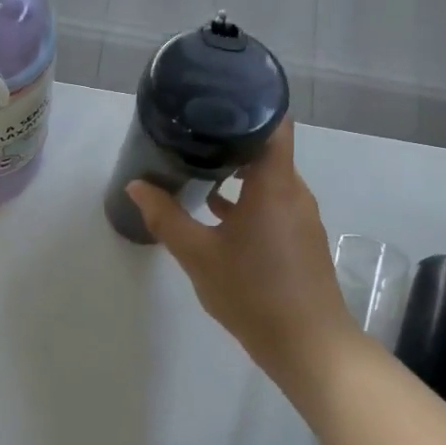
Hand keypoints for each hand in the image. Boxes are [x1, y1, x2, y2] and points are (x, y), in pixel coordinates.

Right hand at [126, 120, 359, 399]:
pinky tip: (215, 210)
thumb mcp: (198, 255)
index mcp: (274, 184)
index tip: (212, 99)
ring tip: (195, 165)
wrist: (308, 346)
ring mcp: (299, 216)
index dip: (247, 104)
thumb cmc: (253, 292)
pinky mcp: (299, 238)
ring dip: (236, 170)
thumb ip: (166, 217)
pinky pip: (271, 201)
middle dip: (230, 136)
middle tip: (190, 130)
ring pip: (267, 177)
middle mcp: (293, 191)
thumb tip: (136, 185)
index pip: (273, 122)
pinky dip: (246, 197)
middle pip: (266, 147)